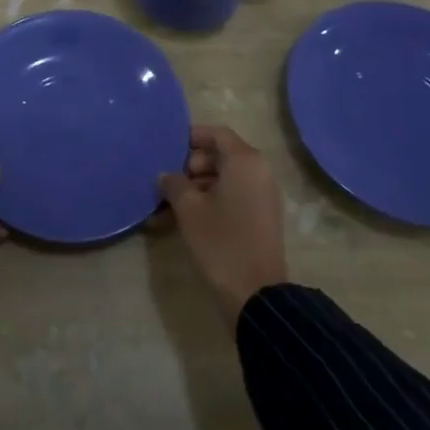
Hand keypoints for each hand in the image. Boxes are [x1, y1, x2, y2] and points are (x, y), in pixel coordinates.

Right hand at [157, 125, 289, 324]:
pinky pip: (235, 195)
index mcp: (245, 161)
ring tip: (172, 203)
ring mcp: (264, 196)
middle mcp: (260, 172)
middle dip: (192, 164)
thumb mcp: (189, 210)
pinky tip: (188, 218)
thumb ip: (174, 184)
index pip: (217, 134)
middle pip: (222, 154)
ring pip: (227, 177)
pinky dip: (213, 199)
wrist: (257, 295)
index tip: (168, 149)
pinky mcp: (262, 217)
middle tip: (169, 181)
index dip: (192, 137)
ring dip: (199, 185)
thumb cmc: (221, 242)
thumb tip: (166, 175)